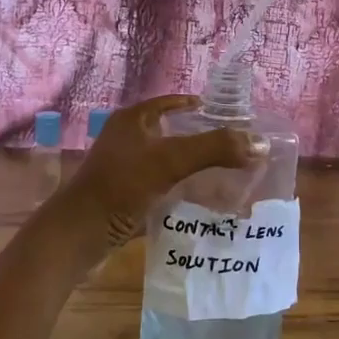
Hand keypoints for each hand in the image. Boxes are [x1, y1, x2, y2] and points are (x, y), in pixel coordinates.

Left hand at [47, 96, 264, 276]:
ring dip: (194, 168)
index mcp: (133, 120)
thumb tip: (260, 143)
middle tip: (236, 149)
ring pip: (168, 162)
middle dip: (203, 140)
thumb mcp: (171, 161)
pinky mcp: (125, 197)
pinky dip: (181, 191)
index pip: (173, 103)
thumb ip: (215, 148)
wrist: (78, 235)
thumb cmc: (121, 187)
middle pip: (173, 132)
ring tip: (227, 176)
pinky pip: (161, 187)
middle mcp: (127, 139)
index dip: (200, 107)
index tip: (231, 118)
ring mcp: (124, 170)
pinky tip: (202, 202)